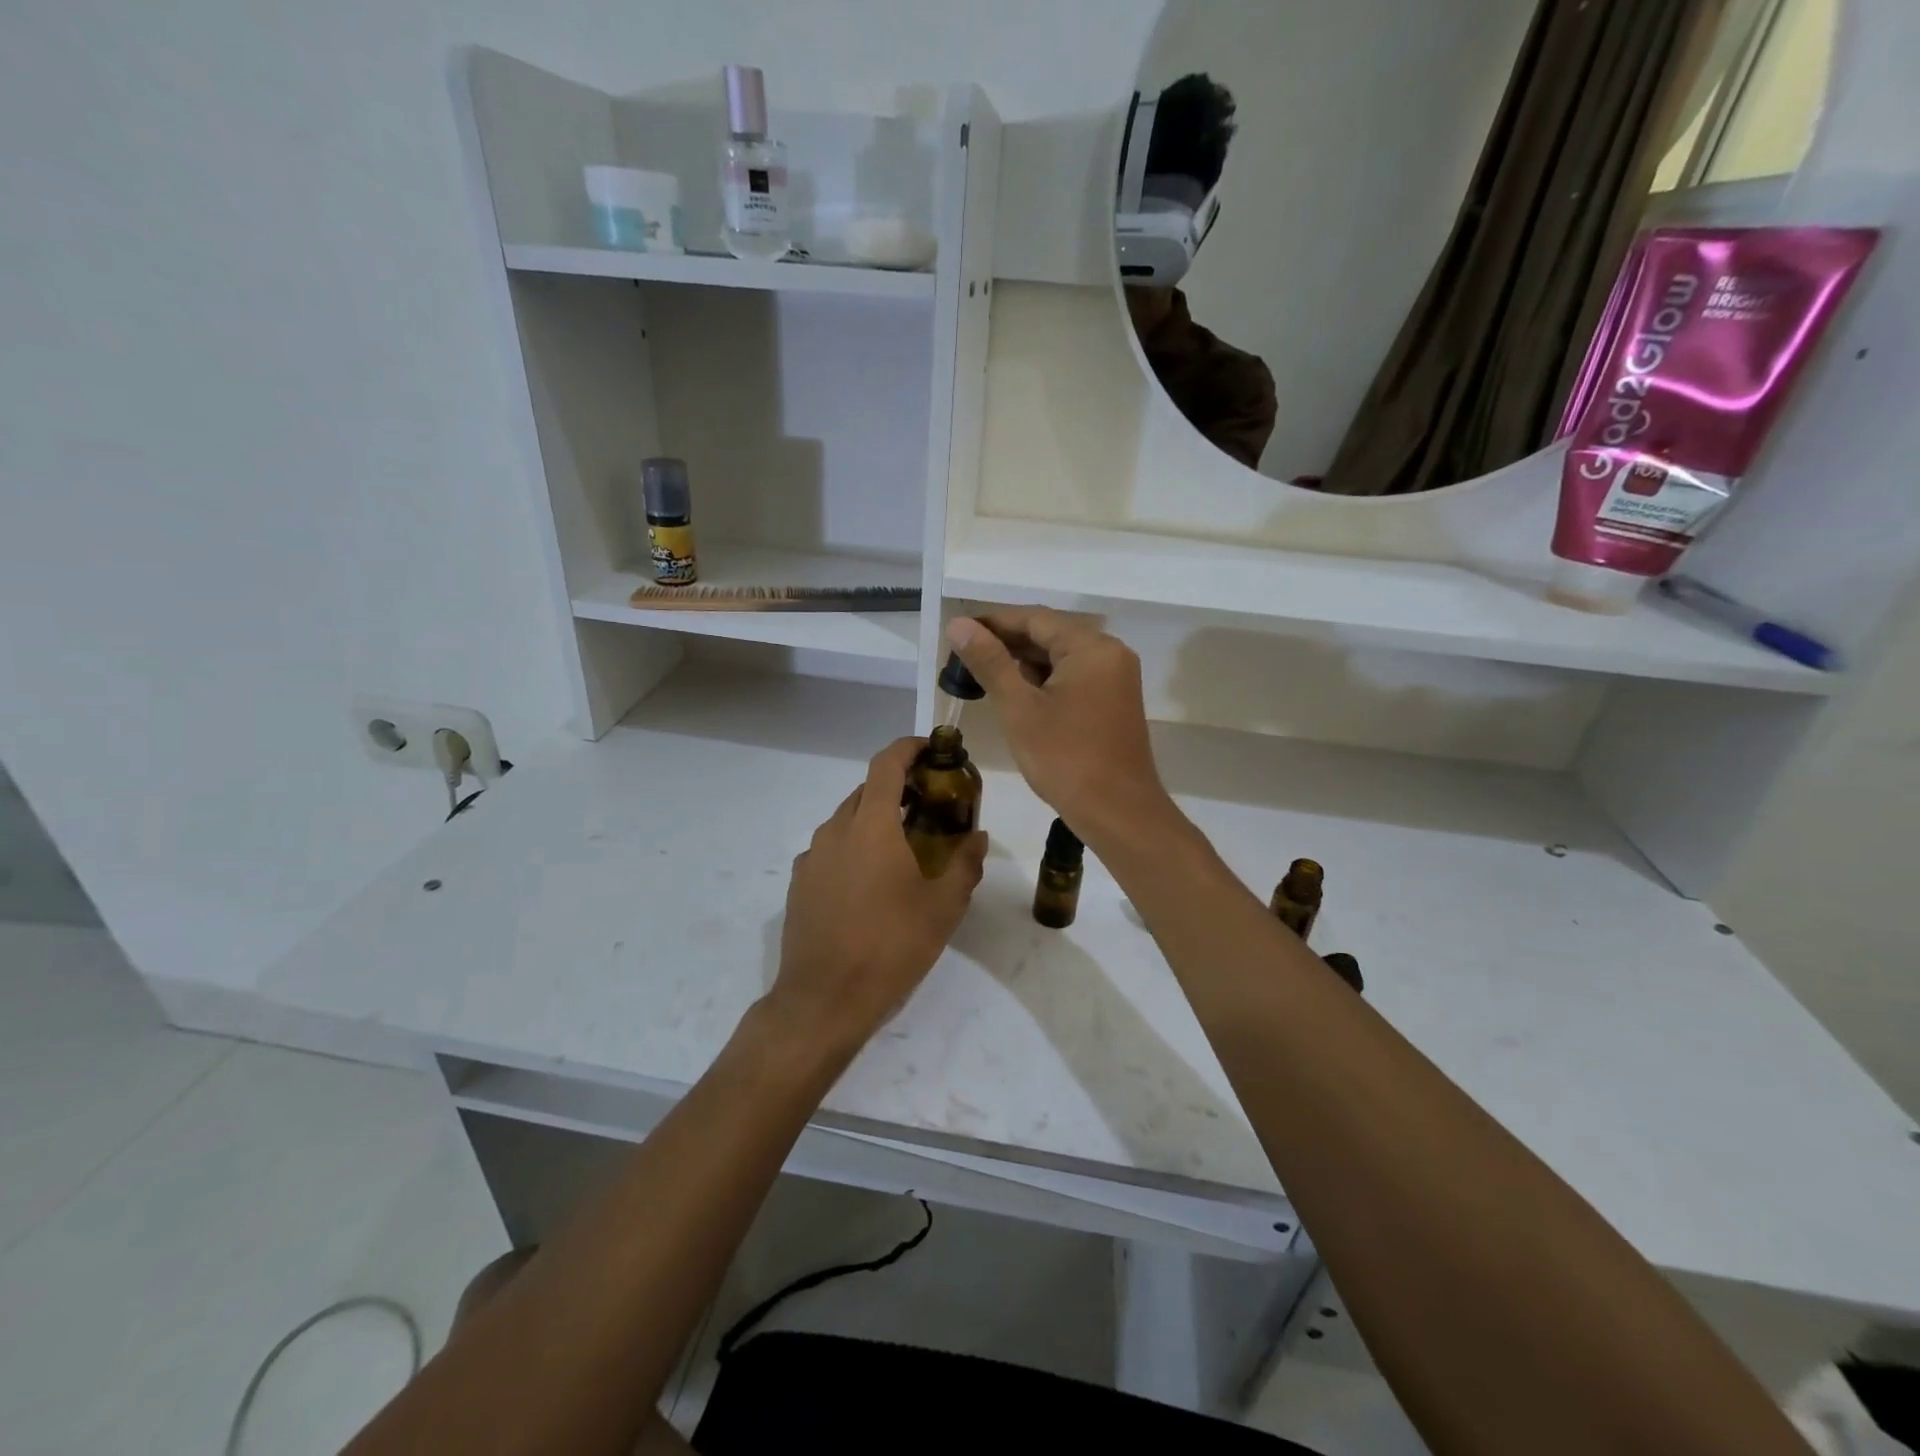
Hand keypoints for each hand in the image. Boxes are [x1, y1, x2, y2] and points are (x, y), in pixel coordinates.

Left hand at [769, 737, 986, 1052]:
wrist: (824, 1000)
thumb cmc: (891, 947)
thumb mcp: (943, 908)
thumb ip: (965, 865)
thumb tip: (978, 837)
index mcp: (872, 827)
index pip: (886, 765)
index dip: (908, 748)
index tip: (930, 749)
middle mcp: (836, 830)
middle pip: (866, 791)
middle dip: (896, 788)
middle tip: (927, 805)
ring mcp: (812, 857)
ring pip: (846, 820)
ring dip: (874, 819)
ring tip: (902, 846)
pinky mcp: (799, 883)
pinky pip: (830, 849)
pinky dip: (853, 847)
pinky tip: (870, 881)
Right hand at [946, 610, 1172, 846]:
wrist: (1118, 813)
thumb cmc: (1065, 759)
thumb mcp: (1020, 708)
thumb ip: (990, 662)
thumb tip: (959, 625)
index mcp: (1091, 647)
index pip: (1035, 618)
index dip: (993, 621)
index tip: (958, 631)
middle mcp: (1110, 653)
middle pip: (1050, 634)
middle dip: (1007, 642)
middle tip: (963, 654)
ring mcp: (1115, 678)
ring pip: (1061, 657)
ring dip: (1023, 662)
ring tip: (980, 672)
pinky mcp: (1113, 701)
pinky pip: (1073, 677)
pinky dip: (1043, 680)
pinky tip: (1014, 691)